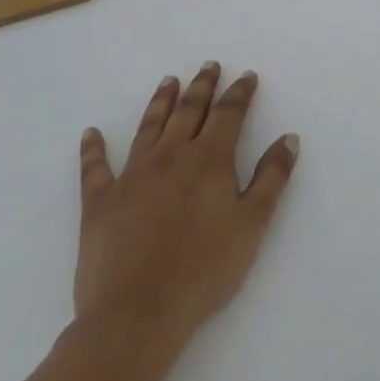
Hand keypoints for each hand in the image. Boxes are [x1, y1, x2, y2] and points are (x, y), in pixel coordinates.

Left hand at [73, 63, 298, 359]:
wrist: (137, 314)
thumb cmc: (204, 269)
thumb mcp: (253, 224)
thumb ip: (272, 177)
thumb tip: (288, 138)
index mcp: (210, 160)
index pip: (229, 114)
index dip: (240, 93)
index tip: (247, 76)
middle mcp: (171, 156)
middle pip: (189, 111)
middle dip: (202, 86)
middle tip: (209, 66)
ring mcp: (131, 176)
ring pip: (148, 127)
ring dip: (160, 101)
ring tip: (169, 81)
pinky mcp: (100, 202)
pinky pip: (95, 167)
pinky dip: (93, 148)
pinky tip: (91, 134)